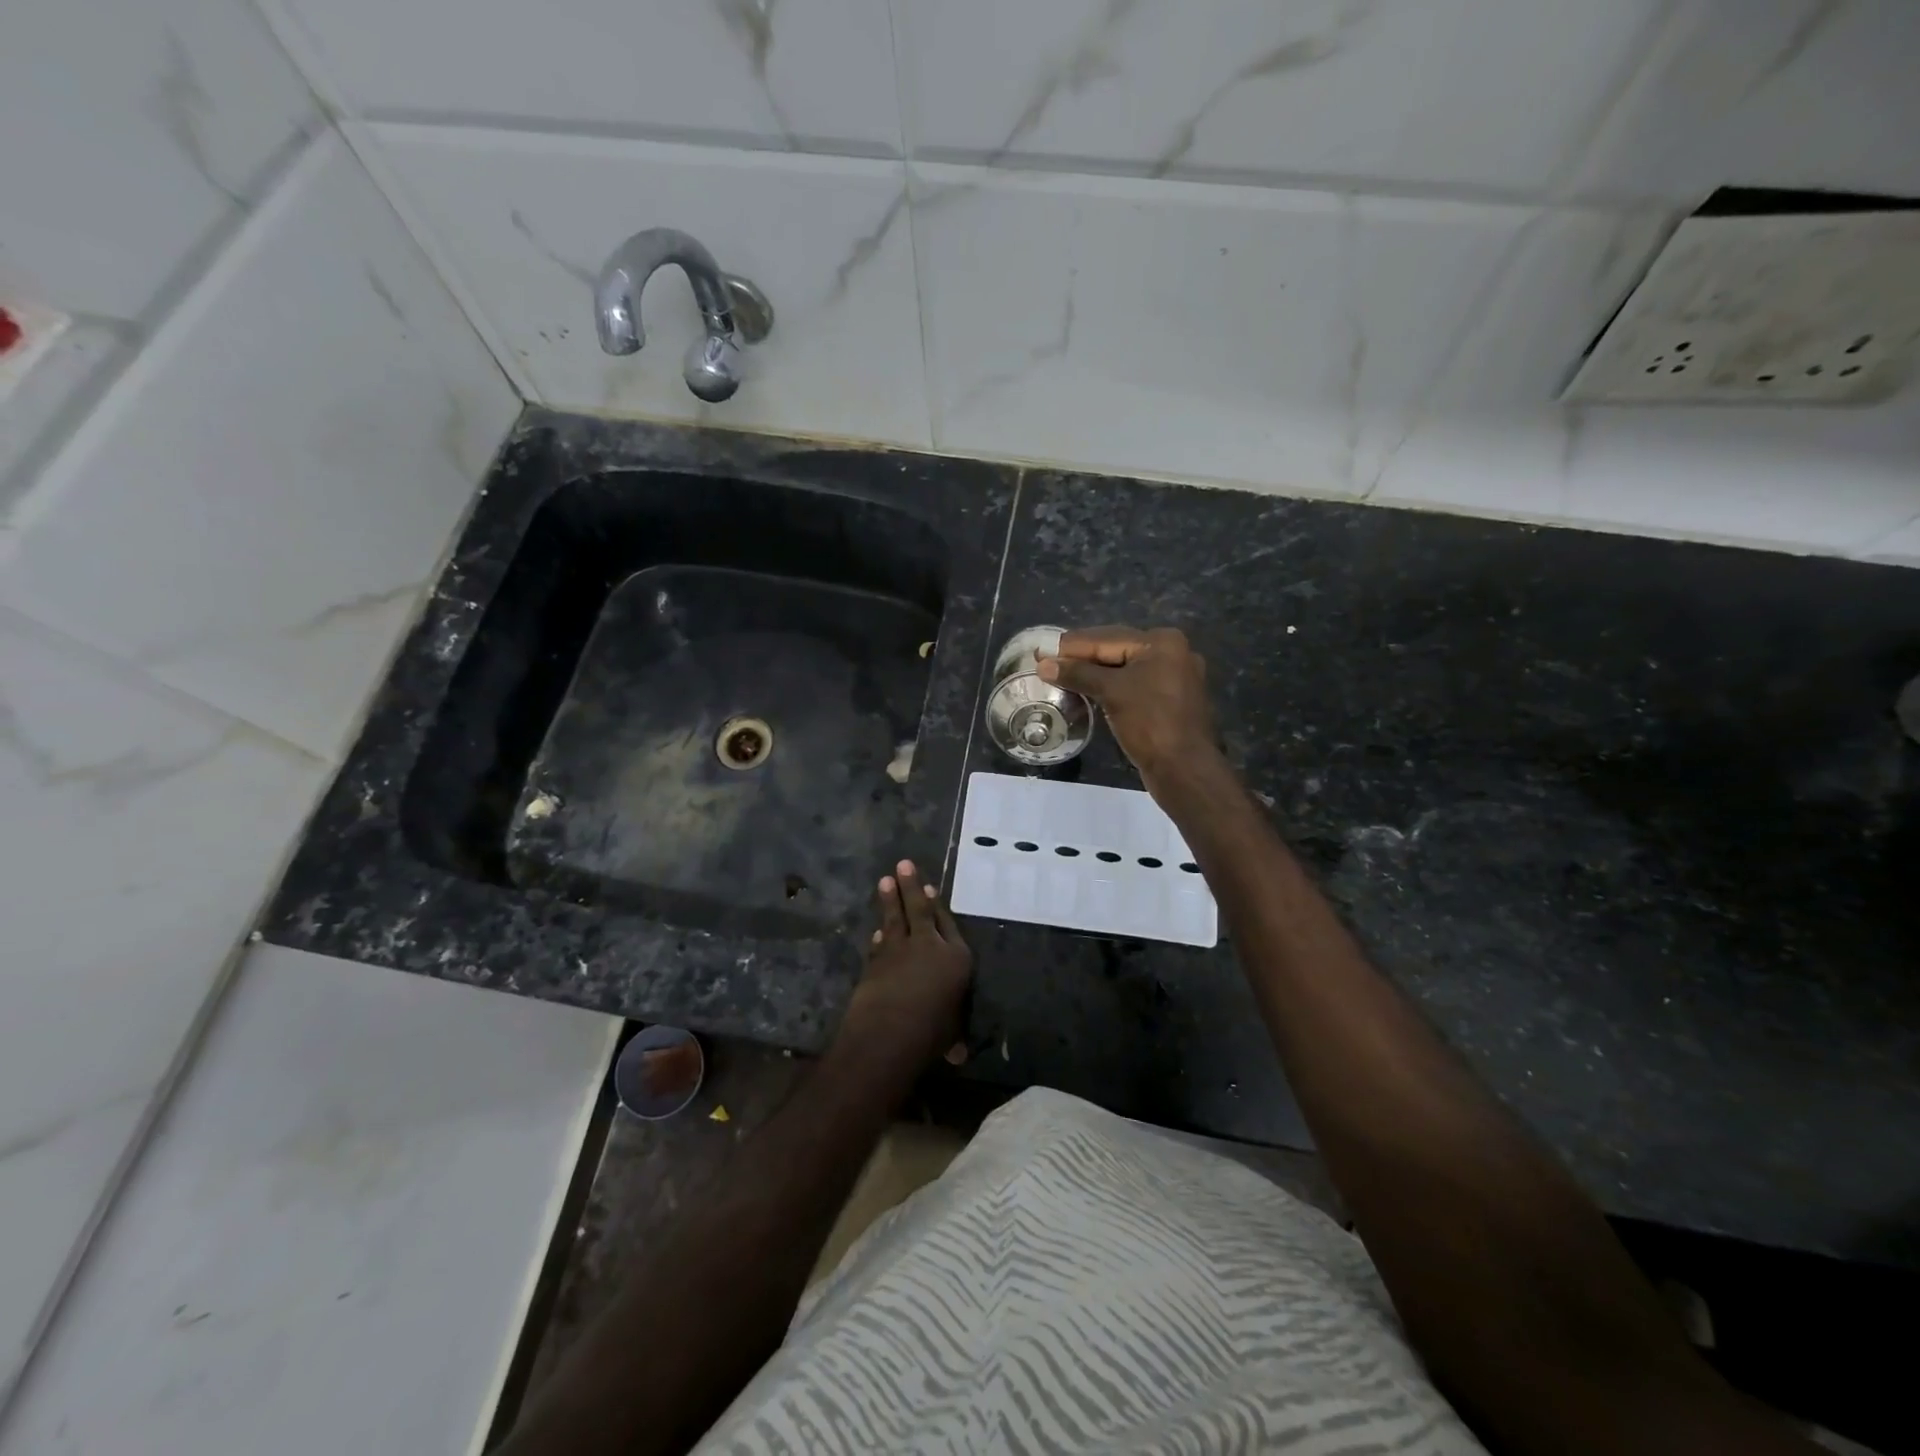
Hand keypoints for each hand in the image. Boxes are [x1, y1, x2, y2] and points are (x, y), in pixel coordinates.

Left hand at [841, 860, 972, 1068]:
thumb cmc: (933, 1032)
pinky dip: (879, 936)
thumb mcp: (951, 1033)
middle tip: (903, 864)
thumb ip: (952, 1034)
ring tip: (885, 880)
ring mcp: (900, 951)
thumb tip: (956, 1054)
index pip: (949, 925)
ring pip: (896, 919)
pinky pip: (879, 943)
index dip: (939, 907)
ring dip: (890, 900)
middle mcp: (930, 947)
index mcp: (957, 959)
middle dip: (912, 887)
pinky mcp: (876, 961)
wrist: (890, 1031)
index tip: (931, 888)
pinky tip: (877, 929)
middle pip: (921, 911)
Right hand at [1038, 626, 1219, 796]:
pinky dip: (1109, 688)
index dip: (1070, 646)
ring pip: (1123, 669)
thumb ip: (1078, 674)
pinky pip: (1132, 686)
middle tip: (1046, 663)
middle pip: (1116, 650)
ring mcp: (1173, 678)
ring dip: (1093, 674)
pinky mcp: (1169, 701)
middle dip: (1081, 658)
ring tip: (1061, 677)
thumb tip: (1044, 665)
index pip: (1106, 638)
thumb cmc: (1150, 723)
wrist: (1185, 770)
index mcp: (1162, 642)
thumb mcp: (1112, 692)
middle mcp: (1172, 653)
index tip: (1040, 652)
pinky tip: (1087, 692)